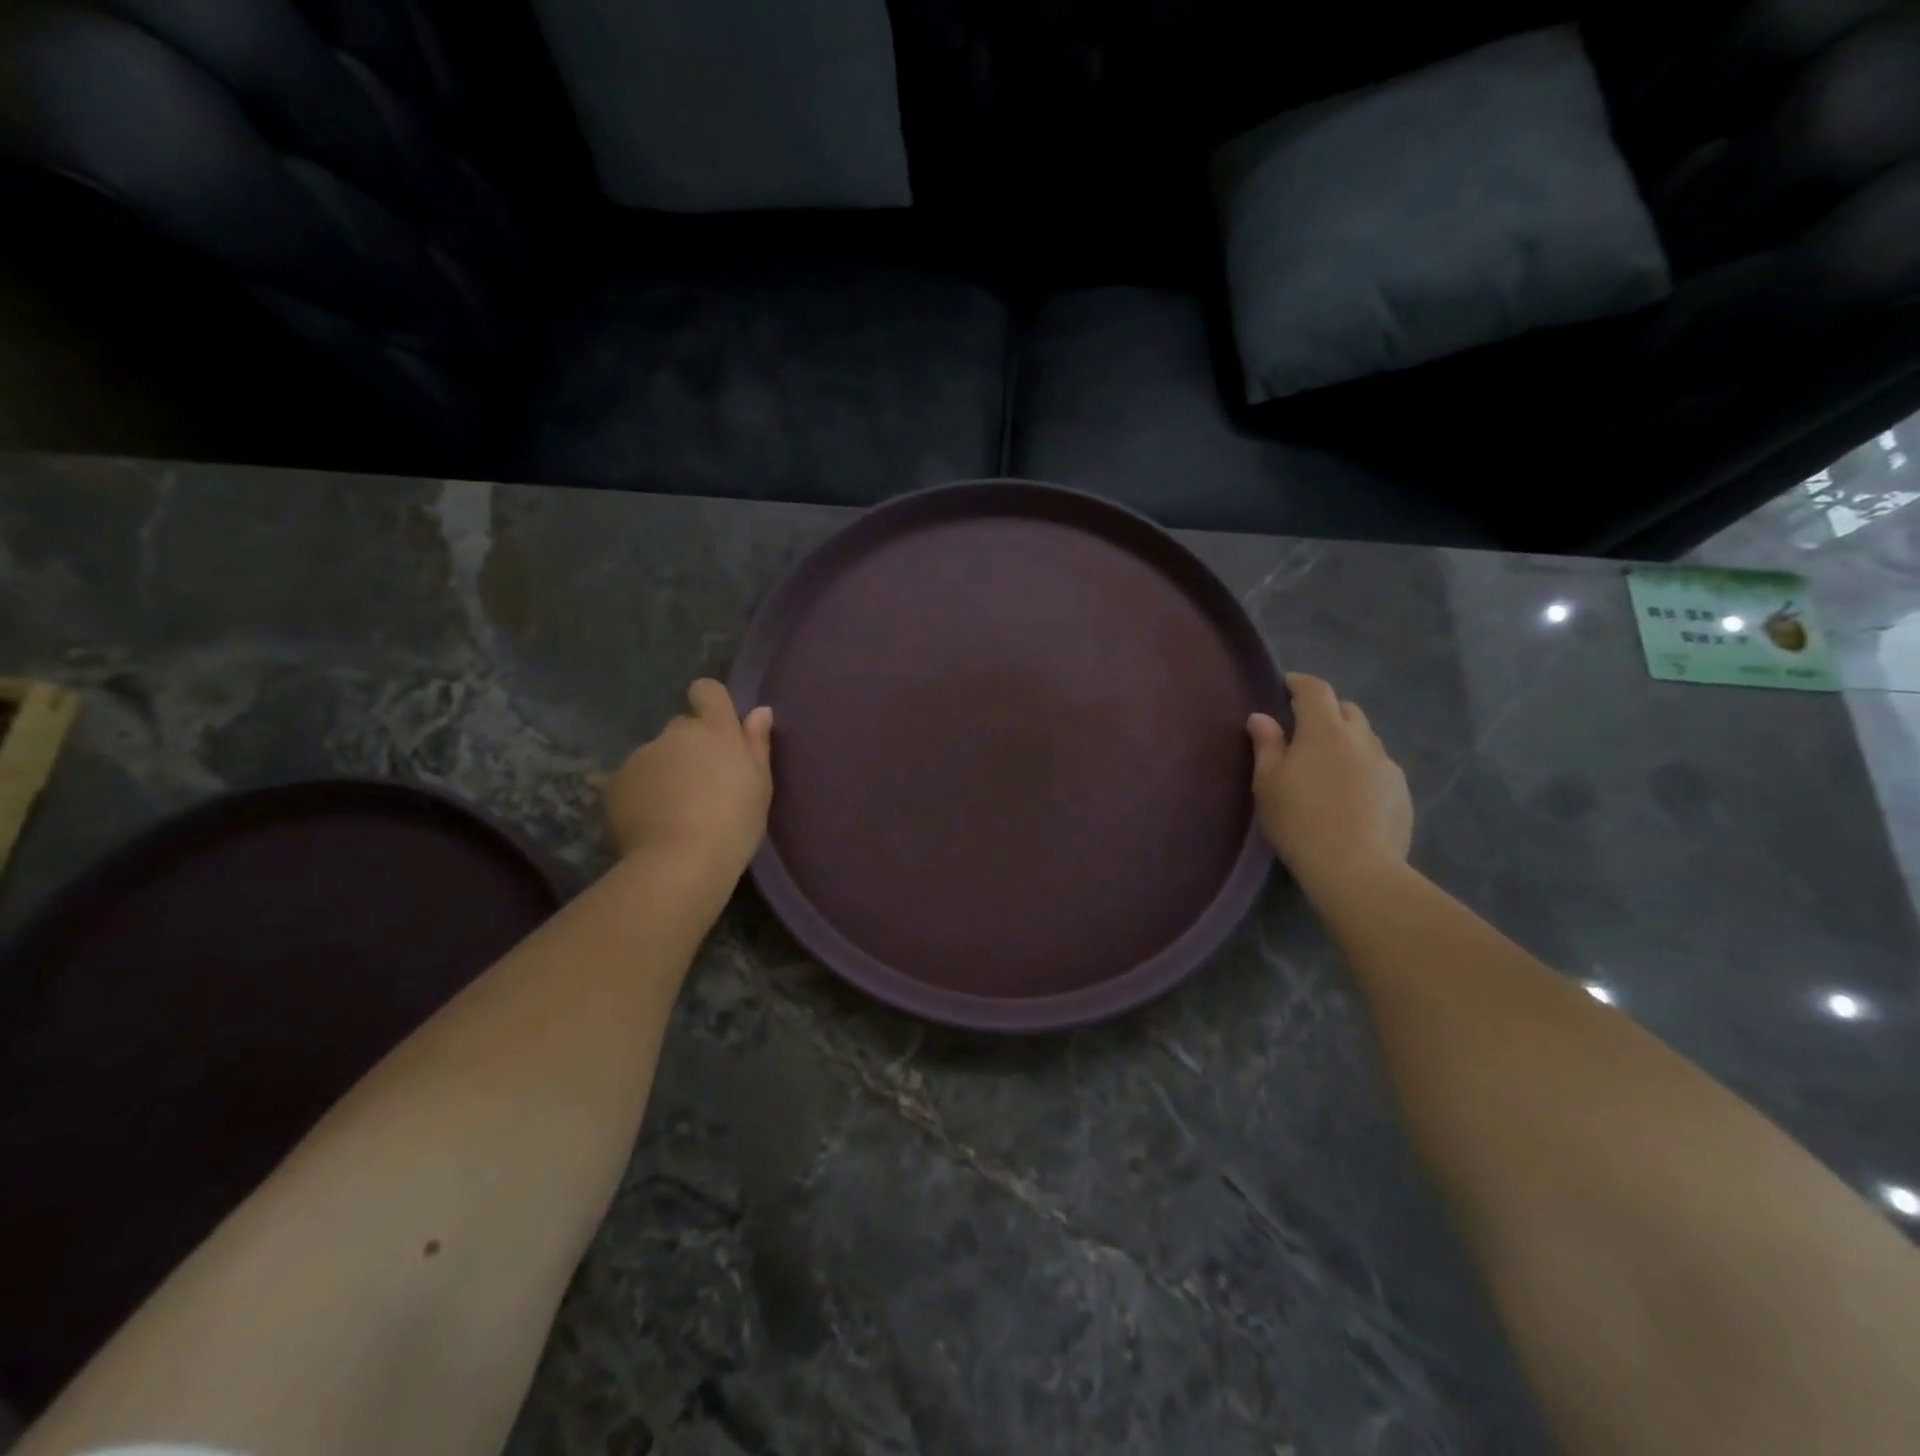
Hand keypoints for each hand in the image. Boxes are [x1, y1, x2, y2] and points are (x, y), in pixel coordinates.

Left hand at [605, 680, 773, 875]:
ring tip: (675, 812)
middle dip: (689, 748)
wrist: (680, 862)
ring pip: (656, 756)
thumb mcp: (759, 785)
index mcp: (715, 730)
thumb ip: (756, 744)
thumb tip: (759, 711)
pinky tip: (652, 824)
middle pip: (682, 728)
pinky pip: (632, 781)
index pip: (707, 691)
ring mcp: (641, 756)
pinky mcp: (615, 782)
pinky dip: (641, 795)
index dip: (710, 703)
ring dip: (665, 773)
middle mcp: (676, 734)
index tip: (717, 729)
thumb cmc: (734, 822)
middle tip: (701, 785)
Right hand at [1248, 673, 1411, 894]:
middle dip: (1326, 712)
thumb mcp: (1269, 783)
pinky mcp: (1402, 791)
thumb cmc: (1300, 820)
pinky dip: (1362, 768)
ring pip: (1365, 738)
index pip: (1315, 689)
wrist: (1355, 868)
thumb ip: (1266, 745)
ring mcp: (1387, 764)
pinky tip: (1350, 795)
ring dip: (1346, 741)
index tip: (1287, 685)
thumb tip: (1261, 717)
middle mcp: (1361, 738)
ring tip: (1329, 767)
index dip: (1300, 683)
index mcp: (1324, 730)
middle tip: (1305, 731)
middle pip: (1346, 709)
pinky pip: (1379, 767)